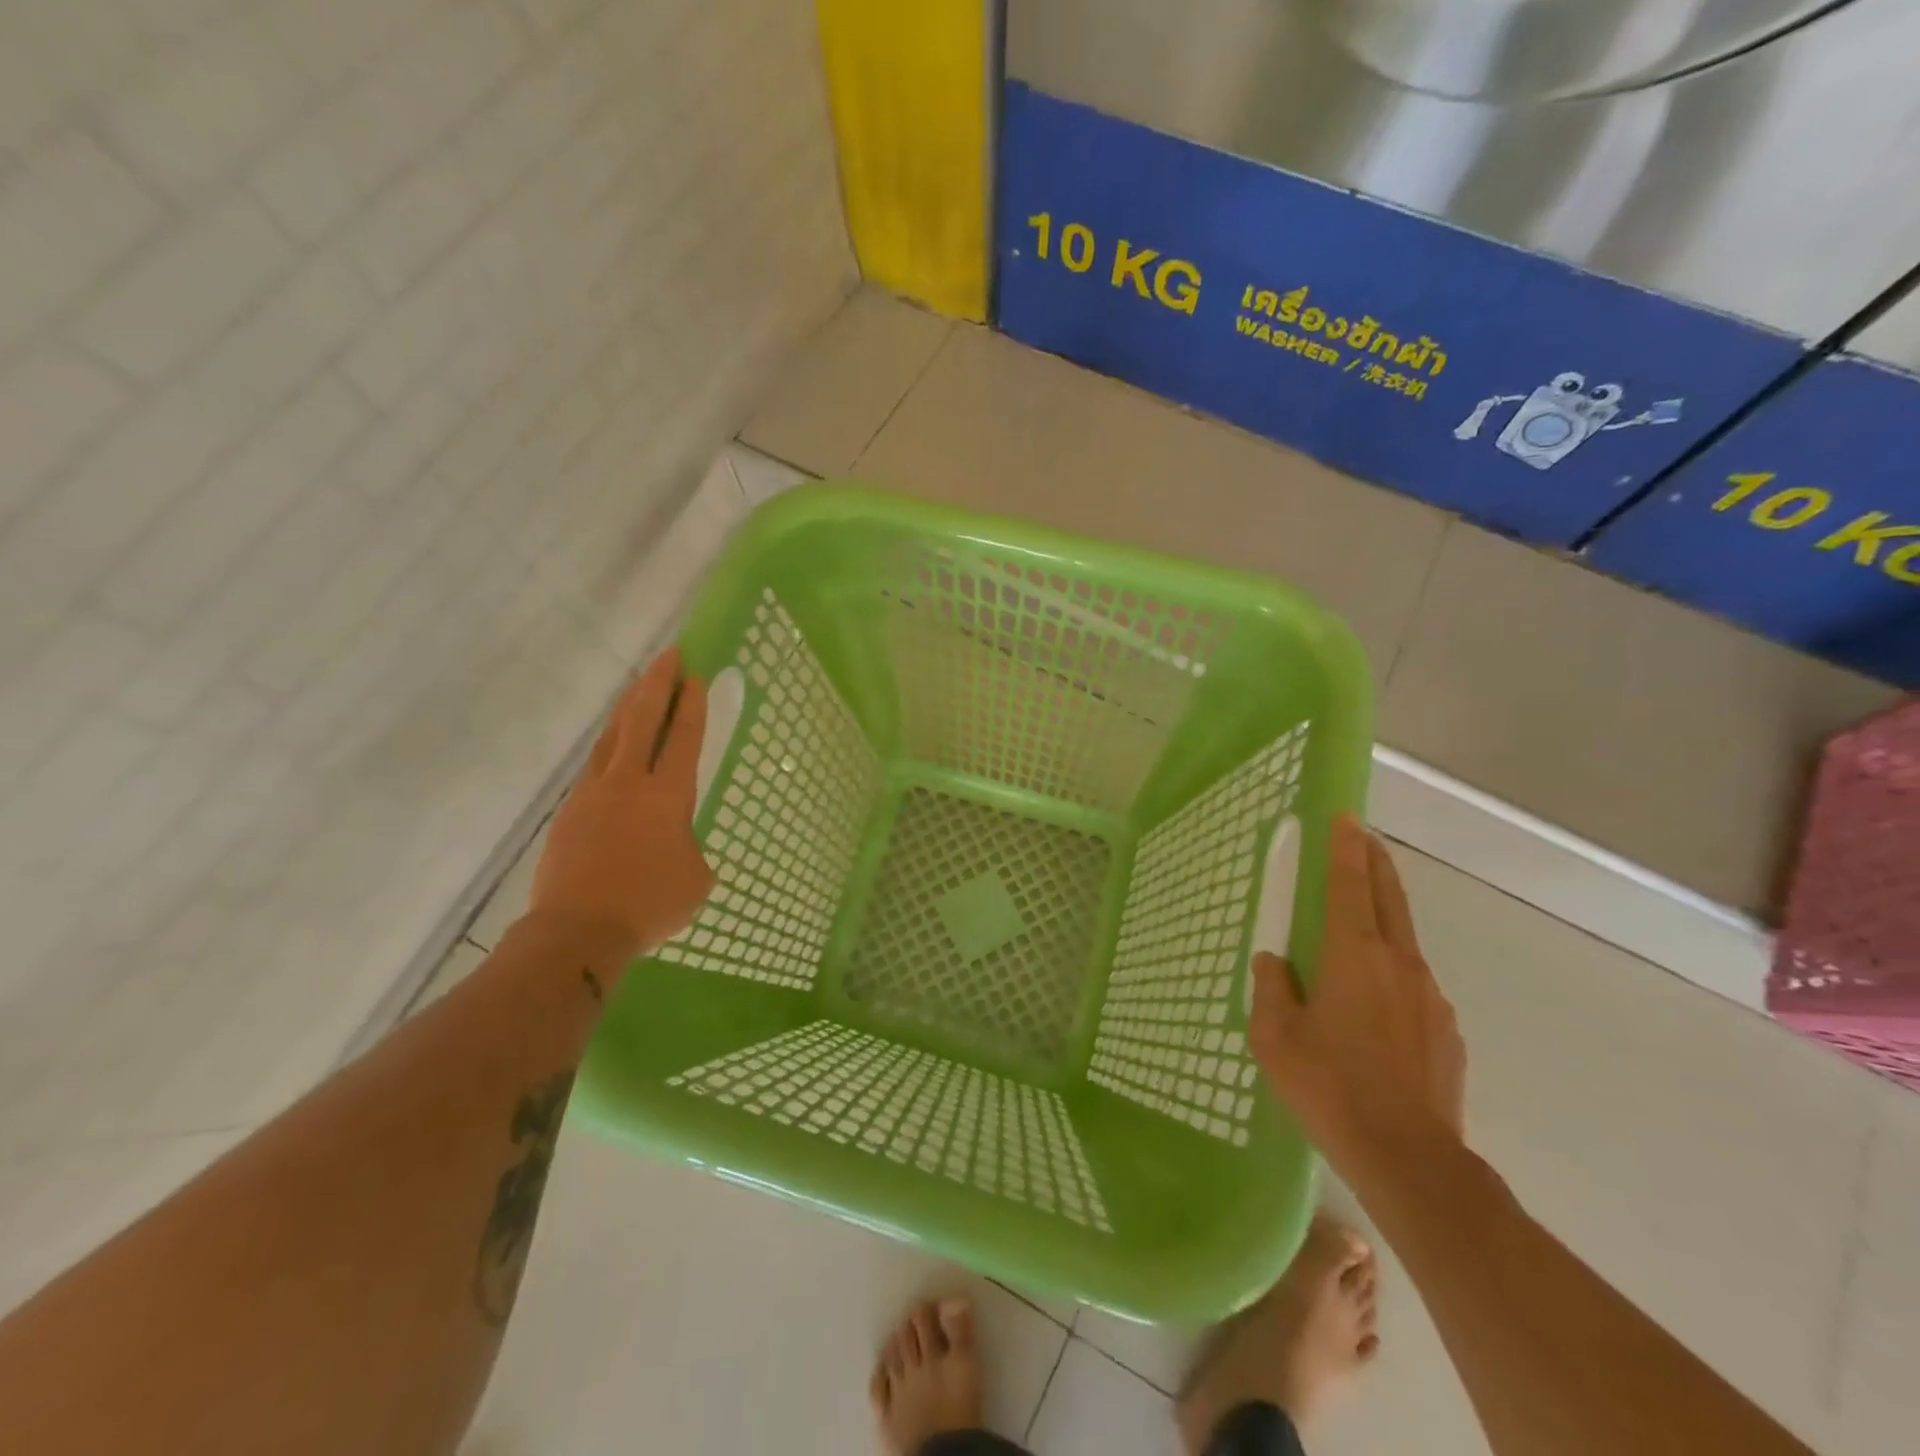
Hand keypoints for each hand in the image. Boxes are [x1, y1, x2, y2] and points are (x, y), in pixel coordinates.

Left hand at [528, 648, 714, 958]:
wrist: (578, 931)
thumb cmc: (649, 904)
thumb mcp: (696, 879)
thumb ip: (691, 850)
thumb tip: (678, 846)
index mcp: (667, 796)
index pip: (683, 738)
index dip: (691, 705)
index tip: (695, 675)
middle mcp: (629, 783)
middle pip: (642, 720)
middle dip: (657, 683)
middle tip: (669, 655)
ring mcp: (593, 794)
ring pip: (612, 736)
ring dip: (628, 706)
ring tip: (639, 685)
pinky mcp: (569, 811)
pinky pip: (593, 766)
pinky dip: (608, 745)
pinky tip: (611, 744)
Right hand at [1250, 814, 1465, 1169]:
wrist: (1410, 1159)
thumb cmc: (1329, 1088)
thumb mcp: (1275, 1037)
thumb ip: (1271, 988)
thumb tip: (1275, 962)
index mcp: (1353, 955)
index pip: (1349, 884)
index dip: (1346, 847)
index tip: (1346, 817)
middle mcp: (1398, 963)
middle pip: (1388, 897)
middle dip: (1375, 862)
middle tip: (1362, 839)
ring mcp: (1430, 996)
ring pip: (1403, 941)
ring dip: (1382, 918)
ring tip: (1356, 930)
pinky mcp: (1445, 1030)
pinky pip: (1412, 984)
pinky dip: (1392, 973)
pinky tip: (1374, 1007)